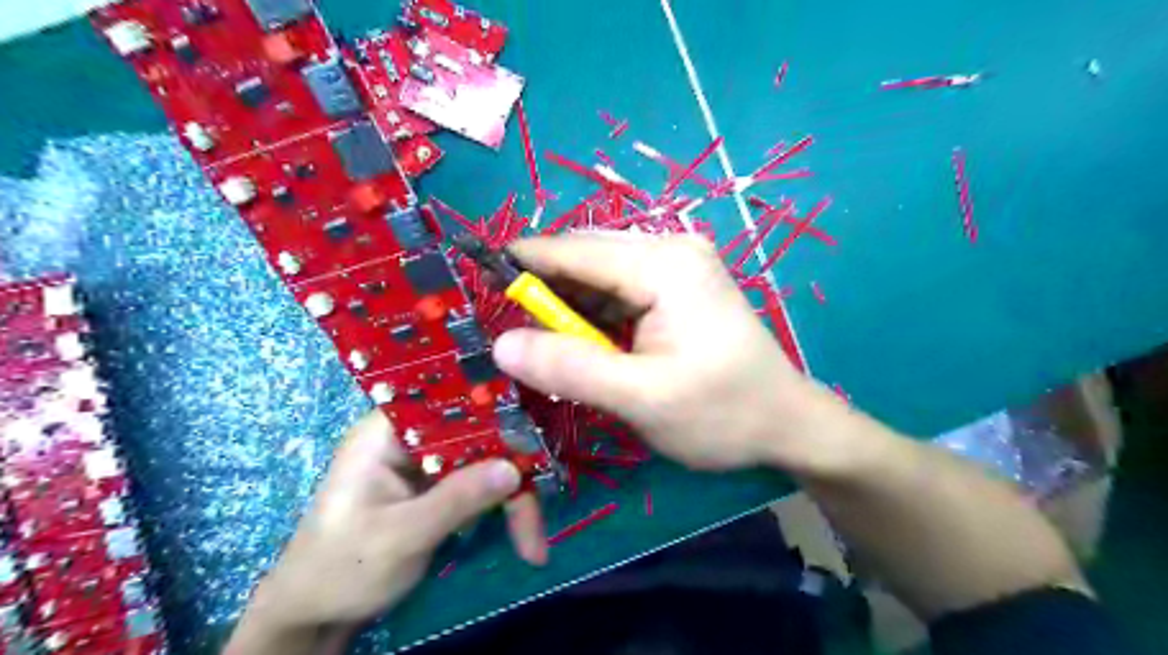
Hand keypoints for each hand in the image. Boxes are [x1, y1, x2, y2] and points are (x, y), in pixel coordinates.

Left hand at [229, 413, 529, 647]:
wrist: (314, 616)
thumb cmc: (342, 569)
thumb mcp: (400, 536)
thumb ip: (456, 500)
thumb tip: (513, 468)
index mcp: (387, 432)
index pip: (448, 402)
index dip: (493, 410)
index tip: (532, 435)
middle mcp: (411, 438)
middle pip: (478, 434)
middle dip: (512, 472)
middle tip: (538, 514)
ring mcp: (427, 463)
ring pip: (486, 461)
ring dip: (513, 499)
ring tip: (533, 542)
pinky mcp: (439, 486)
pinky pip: (482, 483)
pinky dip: (503, 509)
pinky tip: (522, 536)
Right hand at [490, 232, 850, 473]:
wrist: (788, 424)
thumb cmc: (723, 413)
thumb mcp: (642, 399)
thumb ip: (571, 369)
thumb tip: (502, 345)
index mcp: (663, 263)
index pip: (573, 250)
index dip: (521, 264)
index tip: (473, 280)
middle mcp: (669, 249)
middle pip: (585, 259)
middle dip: (543, 290)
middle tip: (506, 329)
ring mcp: (676, 266)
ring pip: (599, 276)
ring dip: (566, 306)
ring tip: (537, 341)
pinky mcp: (677, 287)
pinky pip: (619, 292)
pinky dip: (592, 315)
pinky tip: (578, 341)